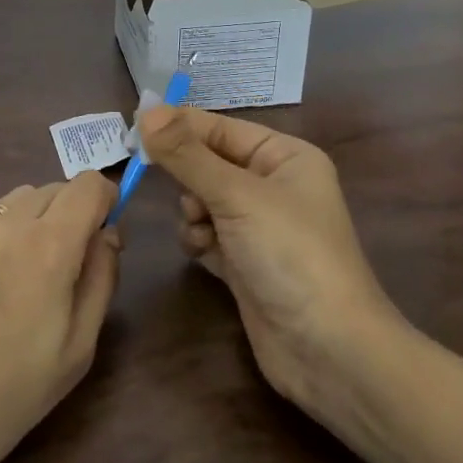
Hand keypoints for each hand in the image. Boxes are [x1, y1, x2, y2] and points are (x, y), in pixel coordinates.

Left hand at [0, 174, 122, 462]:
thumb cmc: (11, 395)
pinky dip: (9, 234)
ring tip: (35, 276)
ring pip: (20, 198)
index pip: (88, 184)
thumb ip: (100, 279)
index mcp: (47, 245)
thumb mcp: (77, 349)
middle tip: (74, 267)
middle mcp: (7, 223)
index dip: (106, 201)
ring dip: (40, 219)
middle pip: (55, 188)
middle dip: (75, 213)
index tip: (106, 238)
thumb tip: (108, 235)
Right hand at [138, 105, 401, 413]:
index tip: (133, 128)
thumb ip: (186, 154)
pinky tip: (204, 254)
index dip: (178, 127)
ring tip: (202, 230)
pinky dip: (198, 240)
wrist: (330, 351)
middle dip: (187, 176)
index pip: (219, 128)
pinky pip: (206, 234)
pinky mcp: (245, 262)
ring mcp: (259, 226)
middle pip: (208, 163)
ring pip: (202, 199)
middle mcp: (273, 185)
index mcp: (284, 156)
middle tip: (159, 179)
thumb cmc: (290, 255)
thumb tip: (146, 110)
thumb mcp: (236, 195)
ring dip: (192, 212)